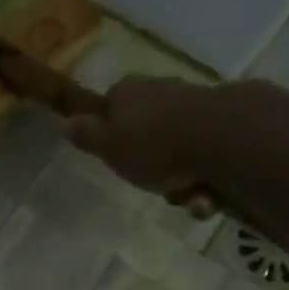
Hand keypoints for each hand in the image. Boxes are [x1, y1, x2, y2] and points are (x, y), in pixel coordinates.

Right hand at [66, 76, 288, 217]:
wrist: (220, 138)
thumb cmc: (152, 145)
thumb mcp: (108, 147)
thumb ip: (86, 136)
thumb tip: (64, 122)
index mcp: (128, 92)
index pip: (111, 105)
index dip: (110, 131)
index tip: (114, 155)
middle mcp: (160, 92)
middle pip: (146, 132)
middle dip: (150, 165)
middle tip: (151, 185)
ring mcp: (195, 106)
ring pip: (177, 151)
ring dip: (181, 182)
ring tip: (187, 197)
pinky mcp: (225, 124)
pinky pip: (206, 159)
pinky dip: (205, 181)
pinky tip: (207, 195)